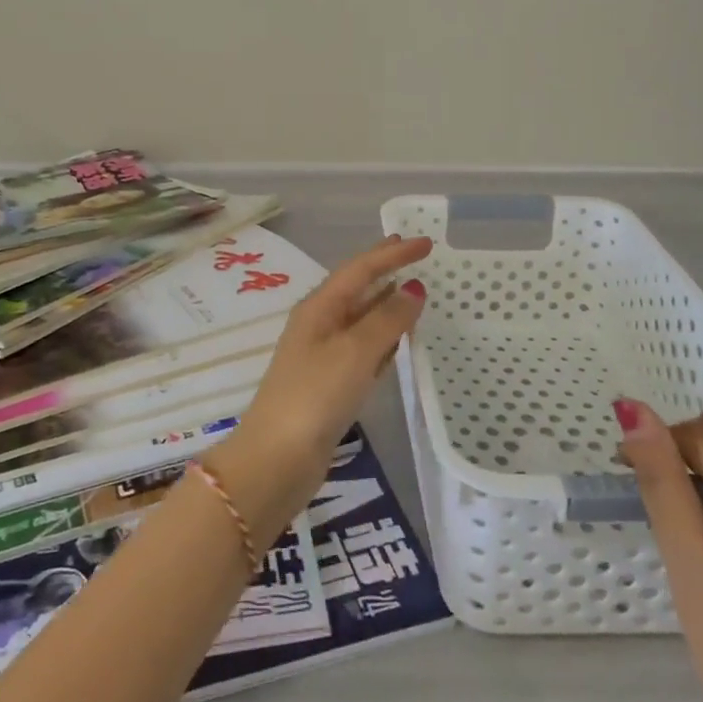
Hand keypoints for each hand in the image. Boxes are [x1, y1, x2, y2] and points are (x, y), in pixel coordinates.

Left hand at [208, 235, 431, 541]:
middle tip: (414, 254)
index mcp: (320, 307)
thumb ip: (387, 319)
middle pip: (357, 288)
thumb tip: (413, 289)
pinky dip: (381, 339)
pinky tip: (396, 342)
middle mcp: (319, 324)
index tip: (425, 242)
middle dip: (385, 270)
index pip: (360, 268)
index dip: (392, 253)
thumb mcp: (355, 352)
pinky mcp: (330, 384)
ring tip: (412, 291)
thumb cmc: (315, 396)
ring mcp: (323, 355)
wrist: (277, 459)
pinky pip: (362, 349)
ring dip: (385, 303)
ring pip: (361, 318)